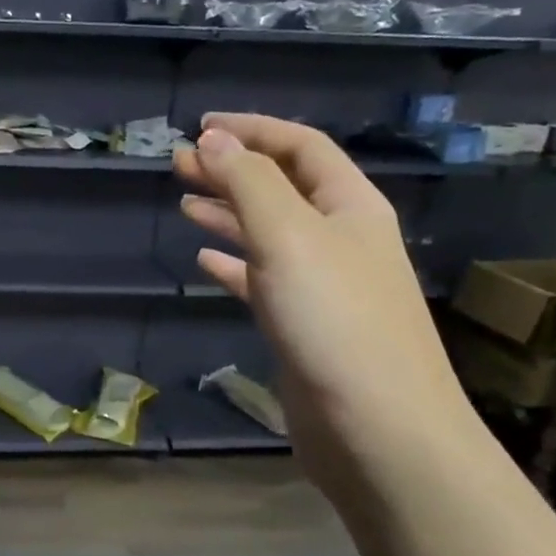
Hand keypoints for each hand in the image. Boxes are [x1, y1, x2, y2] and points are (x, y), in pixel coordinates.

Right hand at [173, 114, 468, 489]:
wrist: (376, 428)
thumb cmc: (335, 320)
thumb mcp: (289, 236)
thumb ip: (249, 183)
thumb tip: (212, 138)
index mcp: (350, 206)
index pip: (301, 147)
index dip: (252, 130)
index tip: (200, 127)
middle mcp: (340, 239)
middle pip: (282, 188)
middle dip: (232, 170)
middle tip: (179, 164)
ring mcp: (323, 286)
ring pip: (269, 235)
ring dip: (229, 214)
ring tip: (185, 203)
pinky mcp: (303, 327)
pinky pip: (263, 281)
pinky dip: (233, 266)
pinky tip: (205, 262)